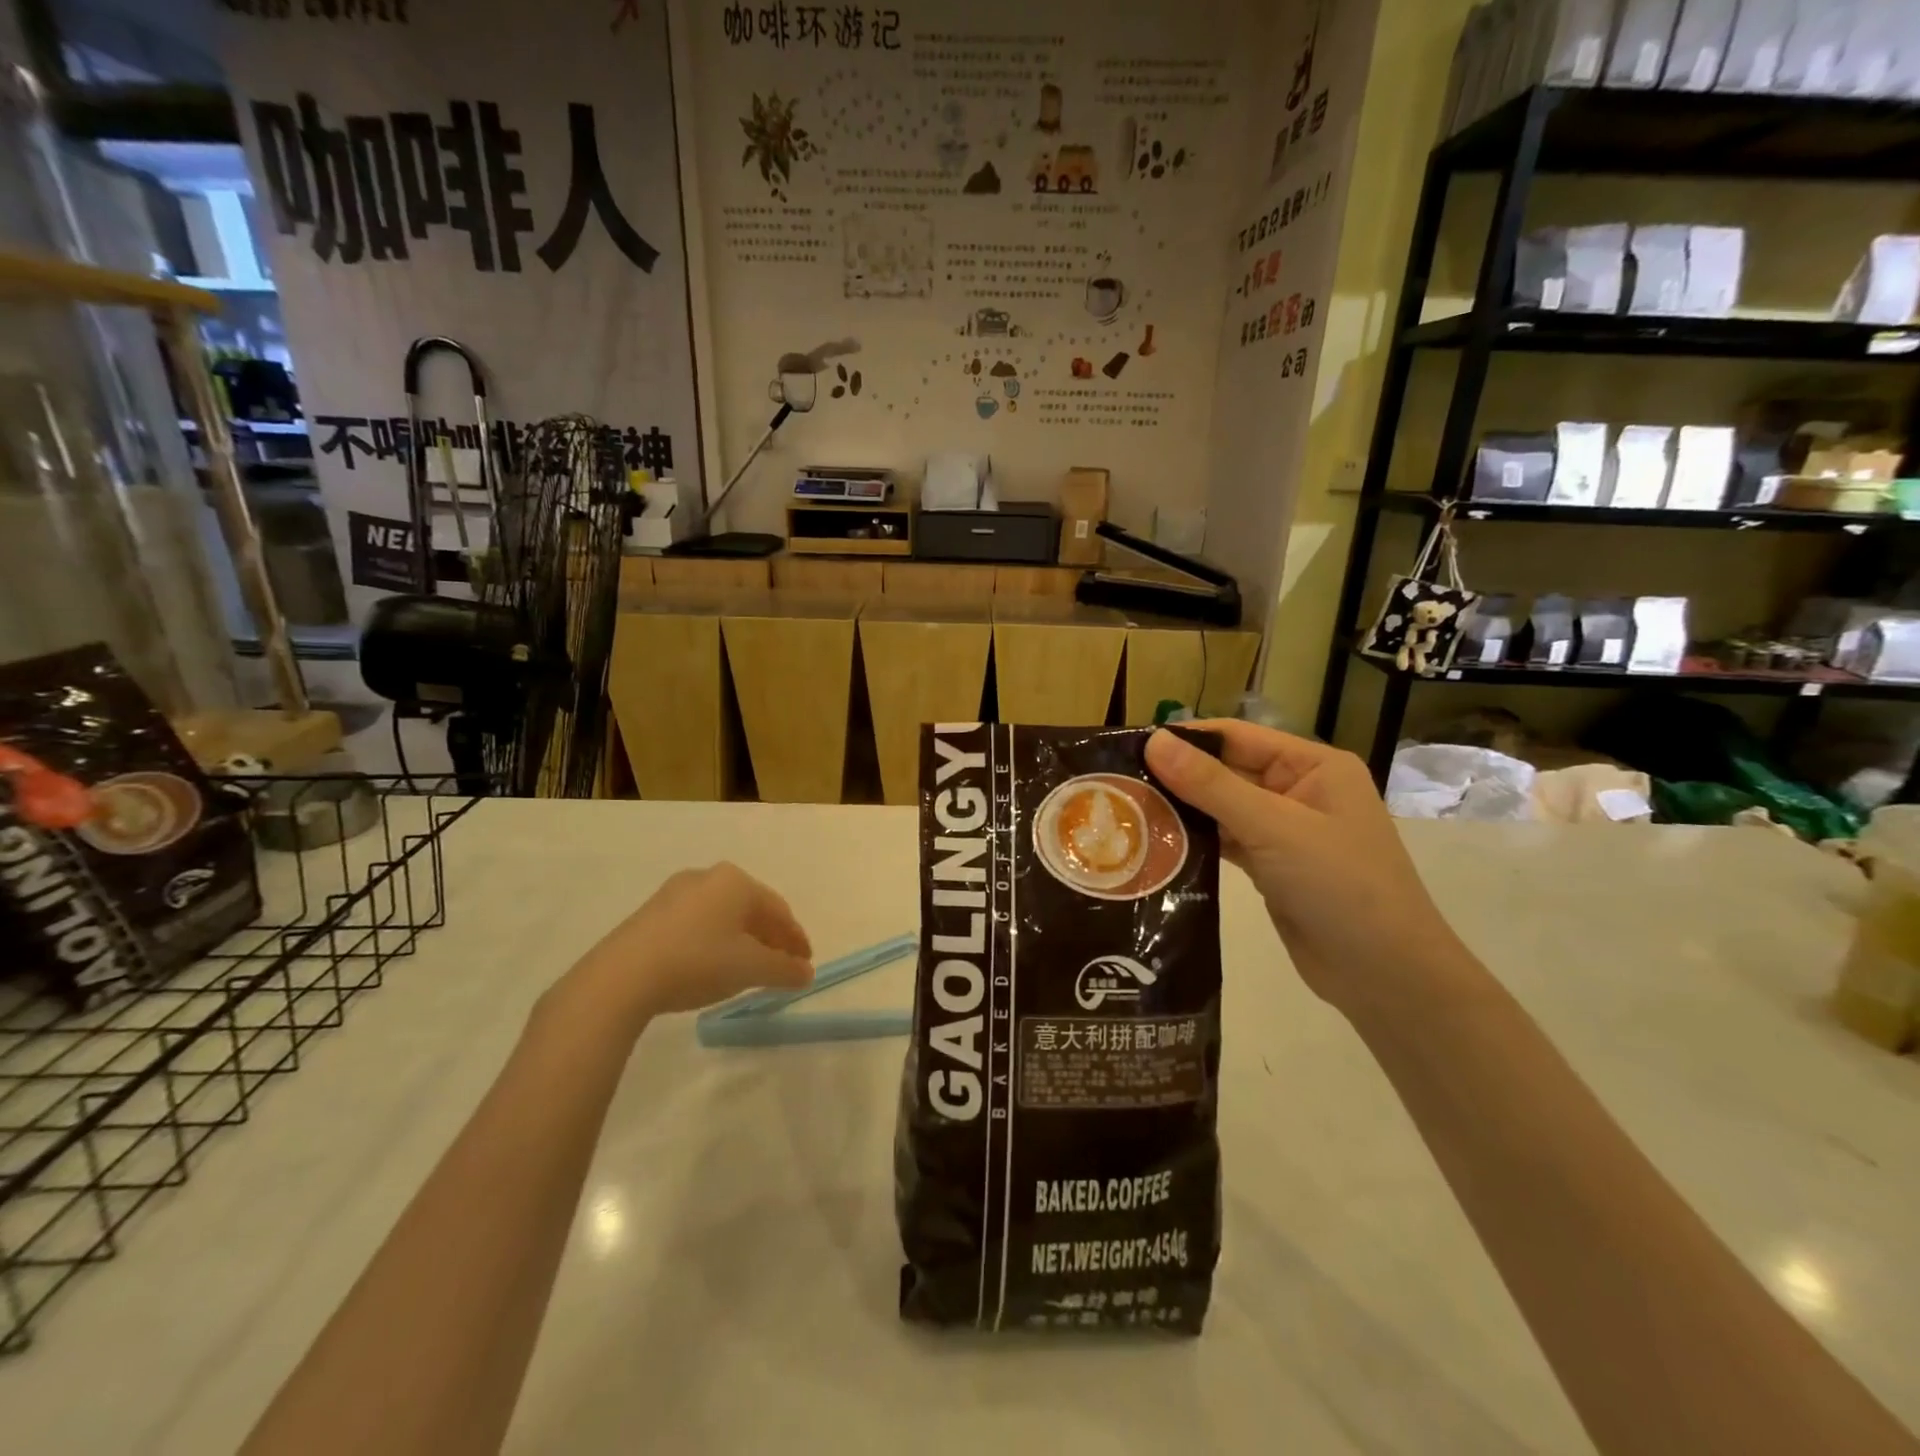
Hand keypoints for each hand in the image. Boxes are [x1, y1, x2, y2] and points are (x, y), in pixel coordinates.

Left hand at [559, 863, 814, 1030]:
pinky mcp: (650, 913)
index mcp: (736, 881)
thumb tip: (805, 972)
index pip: (779, 909)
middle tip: (781, 964)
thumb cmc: (697, 962)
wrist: (621, 977)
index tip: (805, 962)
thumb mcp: (750, 969)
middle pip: (751, 909)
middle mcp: (708, 877)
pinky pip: (696, 924)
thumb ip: (784, 969)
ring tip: (747, 968)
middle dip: (769, 938)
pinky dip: (713, 942)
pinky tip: (711, 965)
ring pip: (722, 916)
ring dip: (741, 940)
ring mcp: (675, 893)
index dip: (796, 938)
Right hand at [1145, 723, 1477, 1014]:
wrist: (1385, 975)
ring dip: (1183, 811)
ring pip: (1223, 809)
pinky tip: (1157, 844)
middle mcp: (1299, 791)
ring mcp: (1286, 832)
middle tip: (1118, 783)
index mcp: (1313, 767)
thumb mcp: (1273, 827)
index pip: (1237, 737)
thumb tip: (1154, 740)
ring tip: (1127, 811)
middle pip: (1227, 772)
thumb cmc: (1339, 885)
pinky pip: (1227, 842)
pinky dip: (1196, 842)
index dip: (1186, 738)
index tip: (1130, 745)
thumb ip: (1210, 784)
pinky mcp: (1272, 867)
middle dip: (1178, 777)